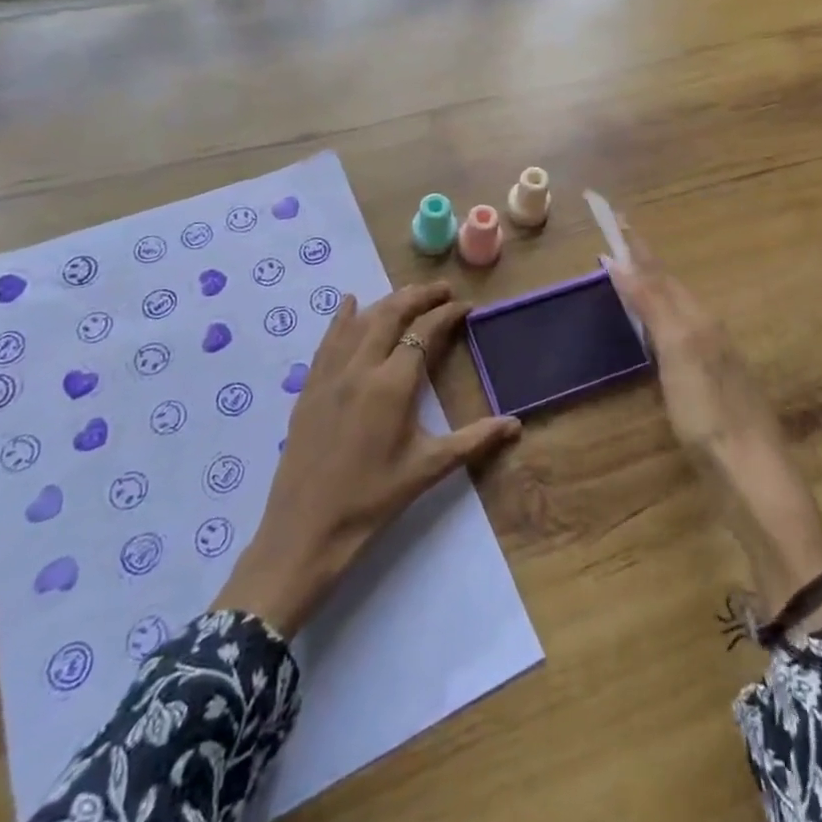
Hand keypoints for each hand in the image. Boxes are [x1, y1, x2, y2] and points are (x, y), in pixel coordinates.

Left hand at [214, 282, 521, 635]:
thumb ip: (474, 440)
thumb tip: (516, 425)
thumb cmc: (373, 500)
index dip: (447, 314)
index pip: (424, 332)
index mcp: (392, 384)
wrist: (305, 531)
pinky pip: (328, 339)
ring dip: (387, 302)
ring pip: (360, 321)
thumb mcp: (428, 468)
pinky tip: (349, 304)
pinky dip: (343, 317)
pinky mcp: (309, 387)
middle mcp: (360, 367)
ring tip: (409, 295)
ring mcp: (330, 374)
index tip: (466, 306)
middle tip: (443, 290)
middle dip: (419, 296)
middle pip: (391, 314)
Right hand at [607, 226, 821, 632]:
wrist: (753, 476)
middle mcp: (707, 330)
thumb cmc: (710, 413)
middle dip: (644, 262)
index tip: (616, 214)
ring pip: (676, 310)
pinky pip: (676, 335)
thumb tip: (621, 260)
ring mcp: (711, 359)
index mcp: (699, 319)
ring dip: (651, 289)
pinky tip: (653, 332)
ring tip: (630, 276)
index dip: (637, 245)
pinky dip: (657, 320)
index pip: (661, 272)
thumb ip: (653, 305)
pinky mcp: (708, 386)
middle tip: (617, 241)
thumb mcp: (679, 353)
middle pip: (671, 286)